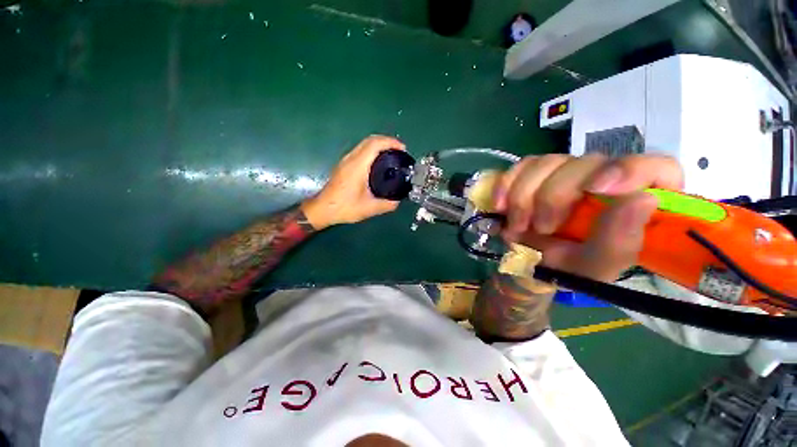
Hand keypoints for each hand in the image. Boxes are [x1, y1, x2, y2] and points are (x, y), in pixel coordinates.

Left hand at [301, 135, 405, 229]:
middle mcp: (351, 159)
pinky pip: (360, 150)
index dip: (390, 142)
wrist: (322, 209)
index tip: (402, 149)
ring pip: (364, 144)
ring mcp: (346, 161)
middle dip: (387, 141)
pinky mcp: (344, 165)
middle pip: (370, 140)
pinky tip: (378, 162)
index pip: (375, 144)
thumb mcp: (369, 209)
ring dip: (379, 145)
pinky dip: (372, 150)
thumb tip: (398, 201)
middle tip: (400, 151)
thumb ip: (387, 205)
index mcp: (358, 166)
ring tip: (392, 155)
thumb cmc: (344, 207)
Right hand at [492, 154, 683, 281]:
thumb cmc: (571, 268)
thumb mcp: (597, 267)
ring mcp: (567, 172)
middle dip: (554, 197)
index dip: (631, 170)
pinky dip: (506, 185)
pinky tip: (500, 206)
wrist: (532, 262)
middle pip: (586, 162)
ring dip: (524, 196)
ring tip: (517, 225)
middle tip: (541, 228)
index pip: (656, 168)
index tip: (597, 188)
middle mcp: (604, 177)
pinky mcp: (536, 173)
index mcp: (633, 201)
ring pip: (547, 162)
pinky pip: (521, 167)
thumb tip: (642, 199)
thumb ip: (620, 241)